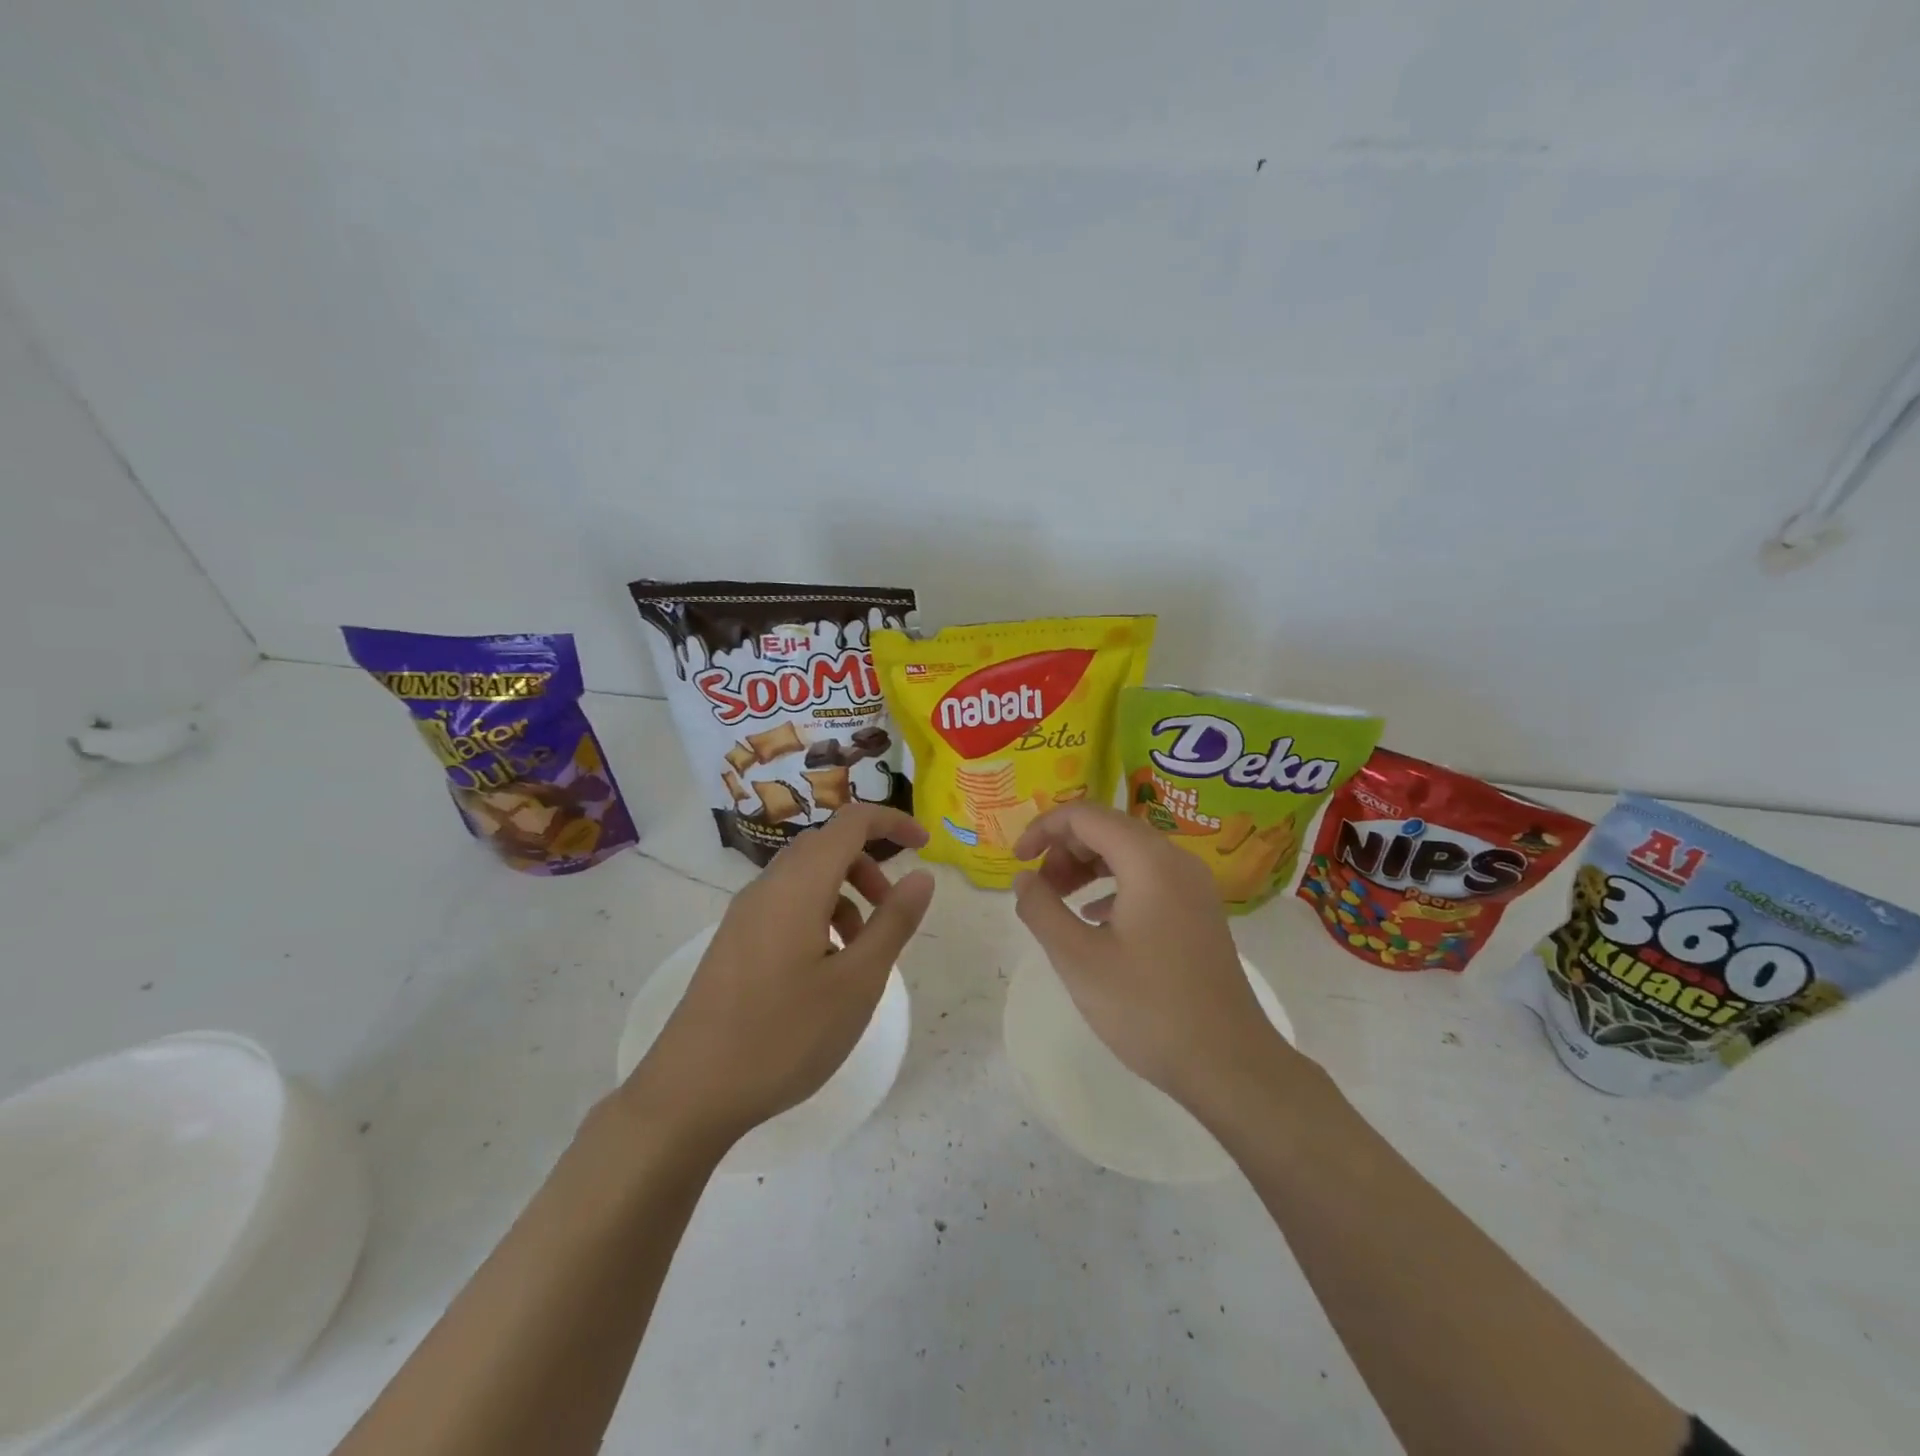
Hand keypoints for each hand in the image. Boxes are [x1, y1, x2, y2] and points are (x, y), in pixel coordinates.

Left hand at [625, 804, 935, 1150]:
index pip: (851, 822)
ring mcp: (744, 915)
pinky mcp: (733, 943)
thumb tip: (921, 876)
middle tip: (893, 911)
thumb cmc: (784, 1035)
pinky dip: (818, 917)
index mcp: (798, 884)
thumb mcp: (857, 982)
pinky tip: (825, 972)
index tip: (925, 847)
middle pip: (826, 847)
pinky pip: (785, 906)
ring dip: (845, 896)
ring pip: (805, 879)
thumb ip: (894, 922)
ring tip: (862, 953)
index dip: (892, 823)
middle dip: (869, 866)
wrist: (689, 1093)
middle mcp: (767, 887)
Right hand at [1011, 804, 1288, 1118]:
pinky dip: (1113, 886)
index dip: (1044, 828)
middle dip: (1065, 849)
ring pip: (1129, 853)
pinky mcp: (1198, 912)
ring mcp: (1193, 887)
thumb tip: (1024, 878)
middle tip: (1039, 889)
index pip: (1086, 815)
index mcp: (1149, 861)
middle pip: (1109, 829)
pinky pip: (1148, 878)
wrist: (1228, 1063)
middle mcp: (1176, 861)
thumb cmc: (1147, 1007)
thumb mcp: (1078, 958)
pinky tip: (1095, 918)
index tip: (1018, 861)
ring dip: (1088, 867)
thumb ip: (1041, 909)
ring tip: (1060, 902)